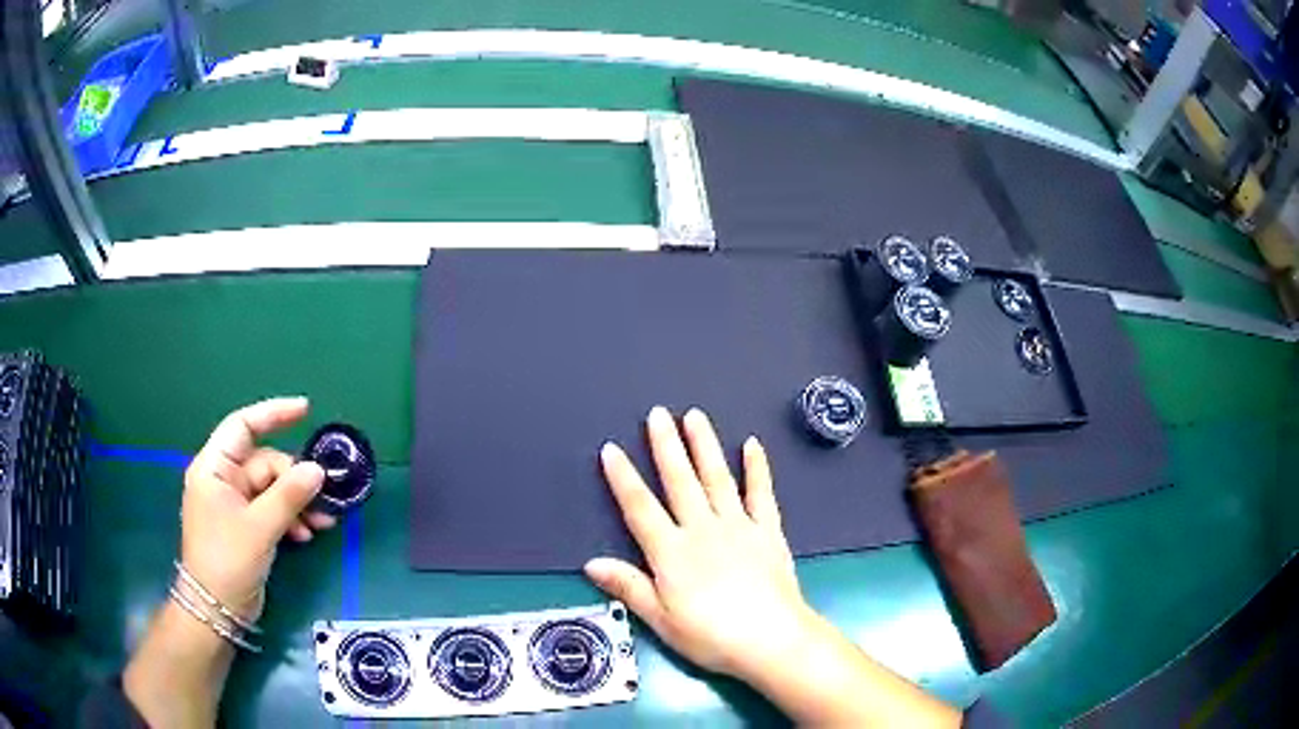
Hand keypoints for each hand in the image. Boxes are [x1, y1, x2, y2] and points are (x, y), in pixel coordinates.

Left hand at [180, 397, 335, 622]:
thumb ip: (288, 496)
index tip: (306, 410)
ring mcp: (233, 503)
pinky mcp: (244, 525)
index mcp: (214, 468)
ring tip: (323, 523)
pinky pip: (271, 509)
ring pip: (272, 489)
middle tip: (325, 498)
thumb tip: (318, 470)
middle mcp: (222, 479)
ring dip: (298, 503)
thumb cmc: (227, 560)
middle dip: (295, 479)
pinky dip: (289, 518)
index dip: (273, 414)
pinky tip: (306, 535)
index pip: (243, 426)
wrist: (215, 610)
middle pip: (265, 463)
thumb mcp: (259, 527)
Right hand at [585, 407, 816, 681]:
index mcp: (672, 552)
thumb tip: (591, 563)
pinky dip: (757, 469)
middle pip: (680, 481)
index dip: (623, 478)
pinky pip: (761, 494)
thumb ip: (629, 587)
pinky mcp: (768, 531)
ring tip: (695, 416)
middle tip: (658, 414)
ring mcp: (739, 526)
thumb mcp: (661, 619)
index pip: (640, 508)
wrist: (771, 640)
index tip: (612, 450)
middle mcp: (703, 529)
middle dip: (666, 446)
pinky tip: (752, 445)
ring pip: (717, 478)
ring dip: (705, 446)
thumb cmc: (711, 636)